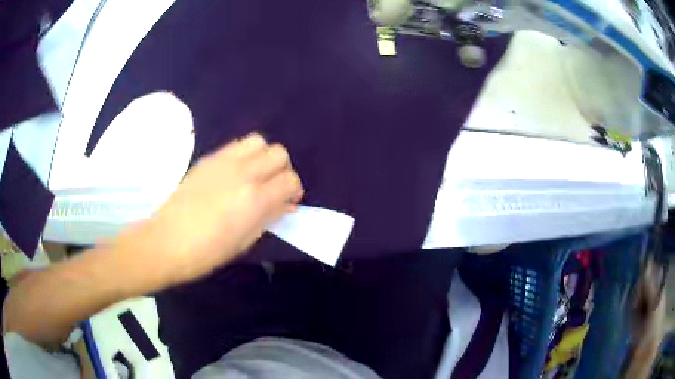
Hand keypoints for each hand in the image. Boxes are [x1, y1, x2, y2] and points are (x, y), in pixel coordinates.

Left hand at [117, 133, 303, 287]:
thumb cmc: (208, 252)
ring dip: (263, 156)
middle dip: (282, 170)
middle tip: (272, 187)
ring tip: (255, 175)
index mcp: (255, 199)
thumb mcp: (245, 241)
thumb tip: (285, 203)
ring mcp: (224, 162)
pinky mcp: (208, 158)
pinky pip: (236, 145)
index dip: (293, 191)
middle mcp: (243, 173)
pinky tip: (235, 173)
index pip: (290, 180)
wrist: (167, 241)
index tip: (287, 202)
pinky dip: (244, 155)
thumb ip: (269, 217)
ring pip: (259, 141)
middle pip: (278, 153)